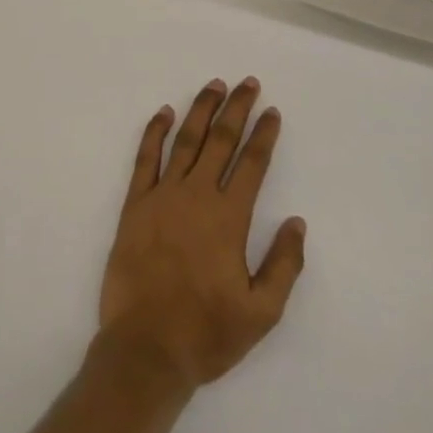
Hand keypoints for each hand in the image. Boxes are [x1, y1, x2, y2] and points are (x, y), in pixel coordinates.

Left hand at [99, 78, 305, 389]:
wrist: (145, 349)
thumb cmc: (206, 333)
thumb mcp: (261, 313)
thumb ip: (283, 265)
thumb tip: (297, 222)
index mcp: (228, 218)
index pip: (251, 163)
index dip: (264, 135)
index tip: (272, 111)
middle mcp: (197, 195)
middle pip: (221, 140)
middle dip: (237, 108)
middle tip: (248, 83)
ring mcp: (163, 195)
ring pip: (186, 140)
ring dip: (202, 110)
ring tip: (214, 86)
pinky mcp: (135, 204)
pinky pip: (145, 158)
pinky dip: (154, 131)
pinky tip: (164, 112)